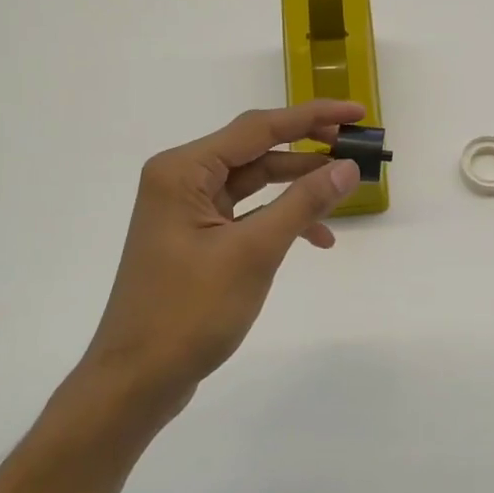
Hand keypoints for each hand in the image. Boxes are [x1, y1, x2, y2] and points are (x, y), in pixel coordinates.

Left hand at [81, 101, 364, 425]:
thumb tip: (347, 167)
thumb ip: (303, 203)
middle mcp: (182, 180)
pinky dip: (280, 220)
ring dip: (298, 189)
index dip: (312, 117)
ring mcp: (187, 211)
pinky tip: (316, 239)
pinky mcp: (196, 238)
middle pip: (256, 150)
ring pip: (255, 183)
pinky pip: (246, 213)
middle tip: (356, 151)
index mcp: (184, 171)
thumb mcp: (254, 252)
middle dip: (308, 152)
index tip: (357, 112)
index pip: (258, 128)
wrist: (136, 380)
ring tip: (344, 193)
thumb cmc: (189, 311)